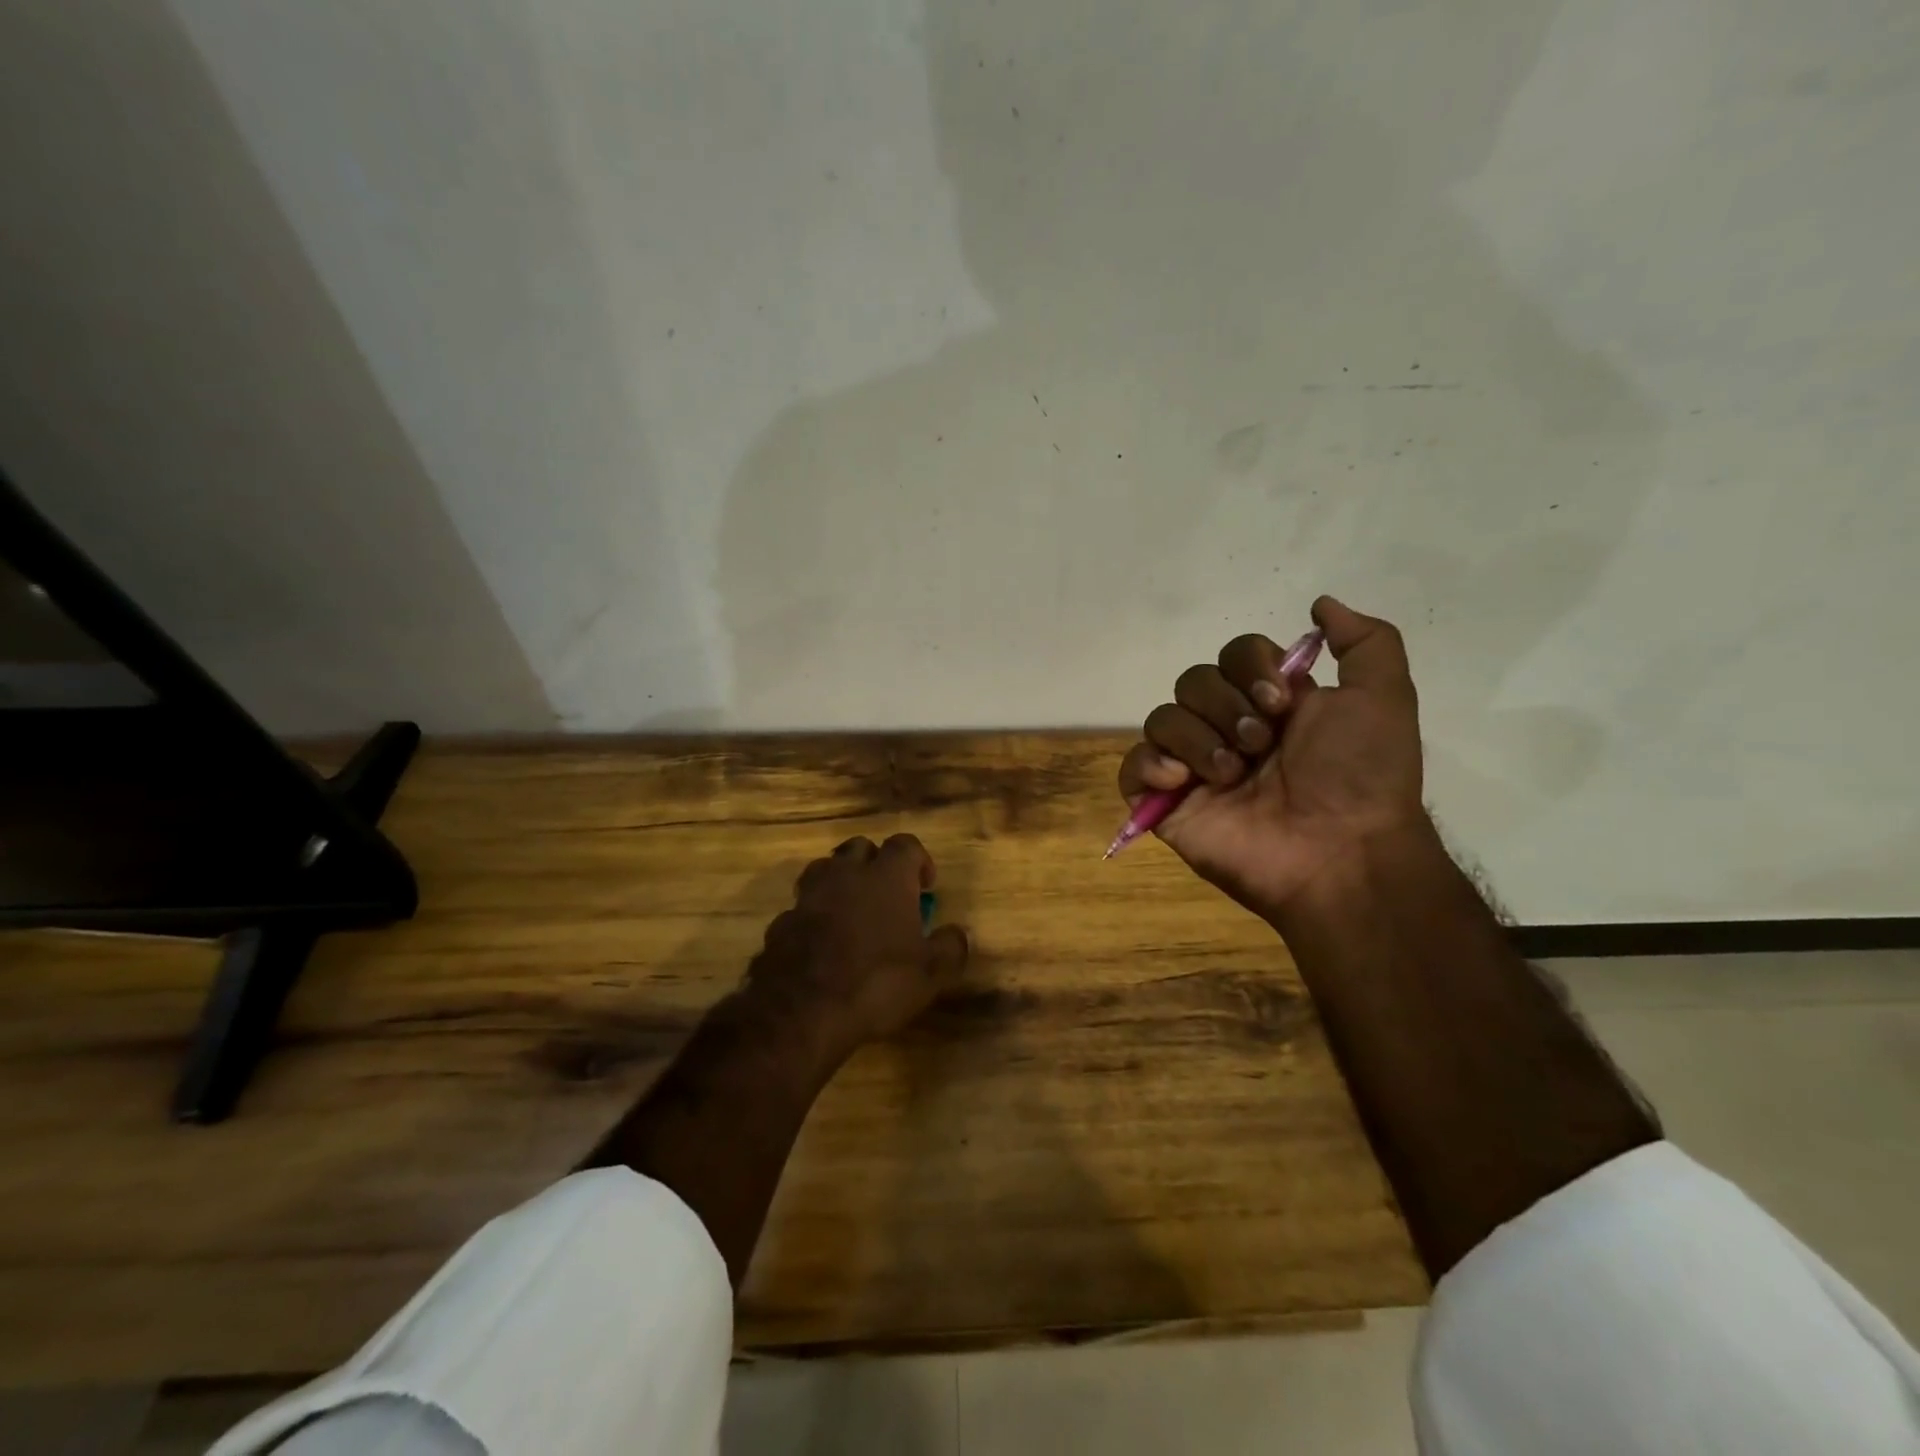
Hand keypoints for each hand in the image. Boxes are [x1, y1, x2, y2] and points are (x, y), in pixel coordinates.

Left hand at [742, 833, 969, 1064]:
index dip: (918, 860)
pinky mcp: (781, 922)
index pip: (905, 844)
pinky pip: (802, 907)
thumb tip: (959, 934)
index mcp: (887, 877)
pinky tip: (822, 942)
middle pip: (860, 847)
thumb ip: (950, 947)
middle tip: (887, 893)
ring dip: (840, 882)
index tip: (925, 886)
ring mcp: (809, 896)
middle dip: (875, 863)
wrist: (802, 1010)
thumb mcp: (931, 973)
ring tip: (852, 911)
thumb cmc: (877, 982)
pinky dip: (814, 916)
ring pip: (825, 869)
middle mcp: (846, 874)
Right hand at [1118, 596, 1426, 919]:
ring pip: (1161, 717)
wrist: (1341, 854)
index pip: (1233, 655)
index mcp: (1269, 705)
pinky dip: (1148, 764)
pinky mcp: (1167, 803)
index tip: (1280, 701)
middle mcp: (1228, 729)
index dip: (1249, 667)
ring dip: (1196, 739)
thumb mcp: (1384, 697)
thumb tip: (1319, 603)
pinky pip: (1132, 767)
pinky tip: (1180, 781)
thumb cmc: (1361, 776)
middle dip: (1224, 706)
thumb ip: (1366, 641)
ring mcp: (1194, 768)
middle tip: (1259, 745)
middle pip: (1192, 681)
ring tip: (1230, 775)